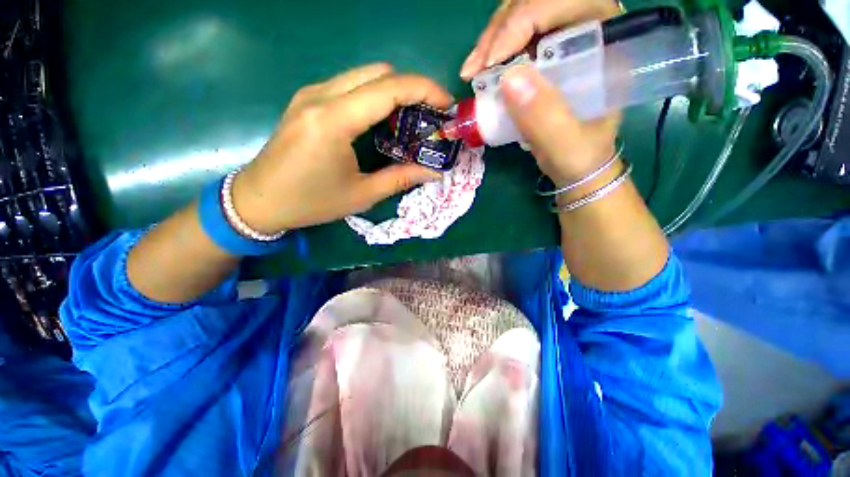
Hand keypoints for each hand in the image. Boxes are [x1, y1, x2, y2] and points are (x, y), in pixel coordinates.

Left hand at [231, 63, 452, 232]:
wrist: (259, 199)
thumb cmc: (311, 202)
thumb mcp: (362, 195)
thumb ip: (401, 178)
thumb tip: (433, 171)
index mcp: (334, 121)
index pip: (389, 88)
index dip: (425, 90)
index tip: (446, 103)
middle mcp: (321, 96)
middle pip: (379, 72)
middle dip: (412, 88)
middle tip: (429, 115)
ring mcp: (311, 94)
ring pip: (364, 75)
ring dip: (393, 91)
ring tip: (409, 119)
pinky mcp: (307, 99)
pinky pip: (349, 85)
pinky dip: (374, 95)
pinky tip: (381, 121)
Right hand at [460, 0, 621, 185]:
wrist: (577, 166)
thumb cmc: (581, 157)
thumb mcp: (567, 144)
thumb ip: (545, 116)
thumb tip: (508, 79)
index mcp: (606, 45)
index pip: (568, 4)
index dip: (526, 20)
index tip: (493, 60)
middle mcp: (584, 33)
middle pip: (539, 5)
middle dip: (501, 30)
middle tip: (474, 68)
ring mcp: (560, 44)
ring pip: (521, 18)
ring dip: (491, 41)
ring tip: (471, 72)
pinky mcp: (542, 59)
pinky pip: (513, 41)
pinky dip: (491, 55)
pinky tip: (479, 74)